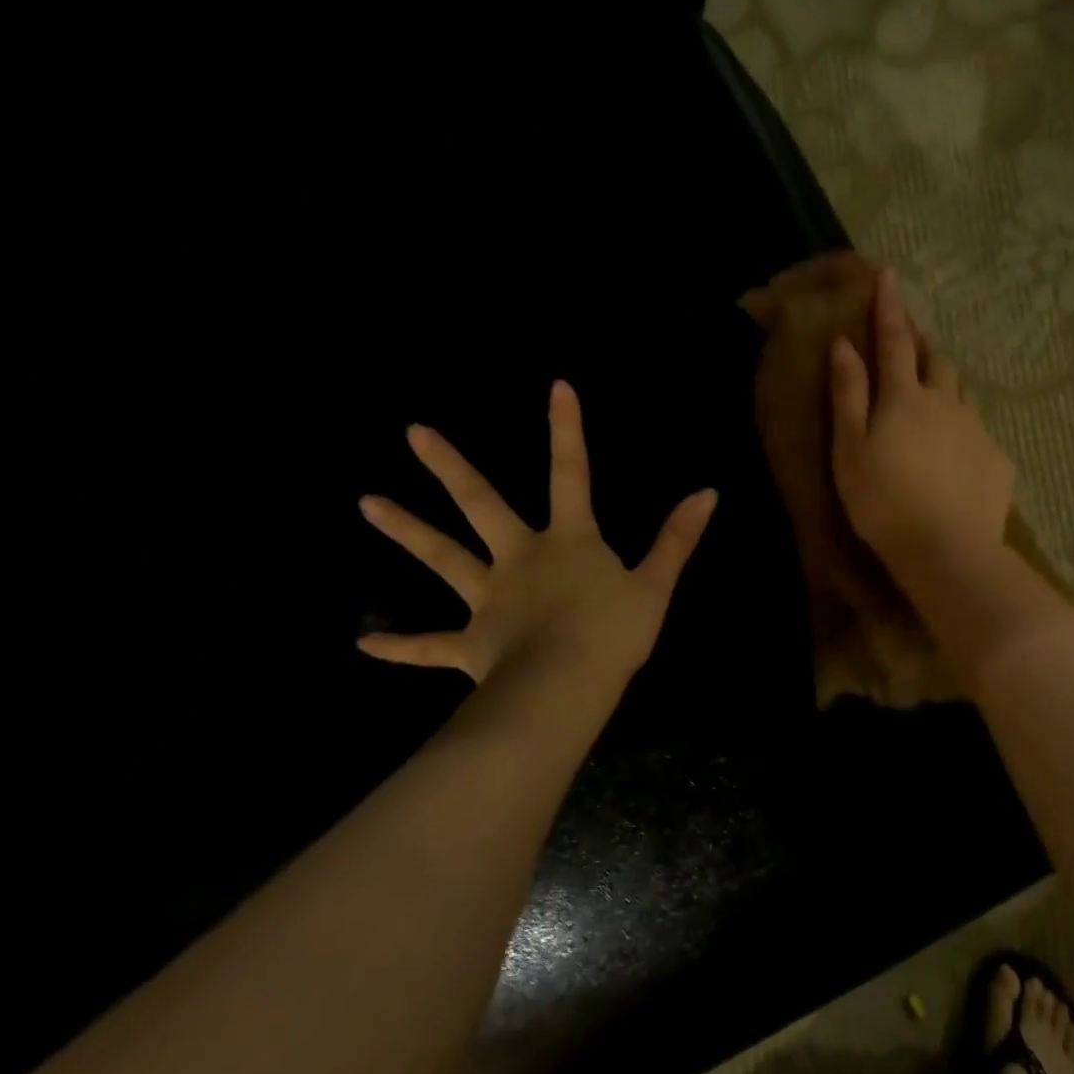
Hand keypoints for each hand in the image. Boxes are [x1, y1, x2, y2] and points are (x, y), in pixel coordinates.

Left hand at [356, 382, 716, 685]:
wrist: (565, 687)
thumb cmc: (613, 633)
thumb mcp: (656, 585)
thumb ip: (678, 539)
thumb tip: (708, 492)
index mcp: (568, 542)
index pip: (572, 475)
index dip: (567, 431)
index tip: (558, 386)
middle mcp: (520, 559)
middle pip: (482, 505)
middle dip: (451, 468)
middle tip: (413, 433)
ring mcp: (490, 600)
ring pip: (444, 558)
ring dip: (407, 531)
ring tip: (367, 503)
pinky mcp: (472, 644)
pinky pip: (432, 645)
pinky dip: (401, 646)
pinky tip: (365, 645)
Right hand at [829, 269, 1013, 584]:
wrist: (947, 551)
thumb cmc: (884, 503)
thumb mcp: (850, 451)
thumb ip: (848, 396)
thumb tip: (844, 346)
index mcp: (905, 398)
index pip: (896, 340)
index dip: (890, 307)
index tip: (888, 274)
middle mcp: (947, 403)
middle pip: (938, 361)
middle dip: (924, 346)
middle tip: (912, 347)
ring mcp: (977, 431)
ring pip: (962, 395)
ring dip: (946, 388)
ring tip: (934, 405)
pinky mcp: (998, 461)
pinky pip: (979, 434)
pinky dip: (963, 433)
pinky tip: (956, 459)